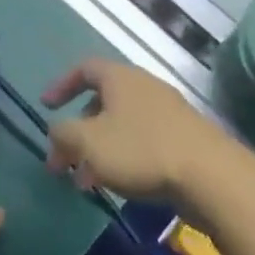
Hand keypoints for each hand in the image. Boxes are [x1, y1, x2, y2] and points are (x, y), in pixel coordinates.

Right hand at [42, 59, 231, 205]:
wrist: (209, 174)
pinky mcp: (181, 137)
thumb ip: (64, 133)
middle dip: (78, 131)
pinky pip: (141, 139)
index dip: (62, 85)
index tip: (46, 107)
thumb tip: (56, 129)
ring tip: (86, 183)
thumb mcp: (89, 143)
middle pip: (102, 100)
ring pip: (121, 124)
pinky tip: (119, 185)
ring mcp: (166, 111)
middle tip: (63, 163)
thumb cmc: (142, 150)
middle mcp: (144, 86)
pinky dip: (122, 157)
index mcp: (120, 78)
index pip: (85, 68)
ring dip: (98, 149)